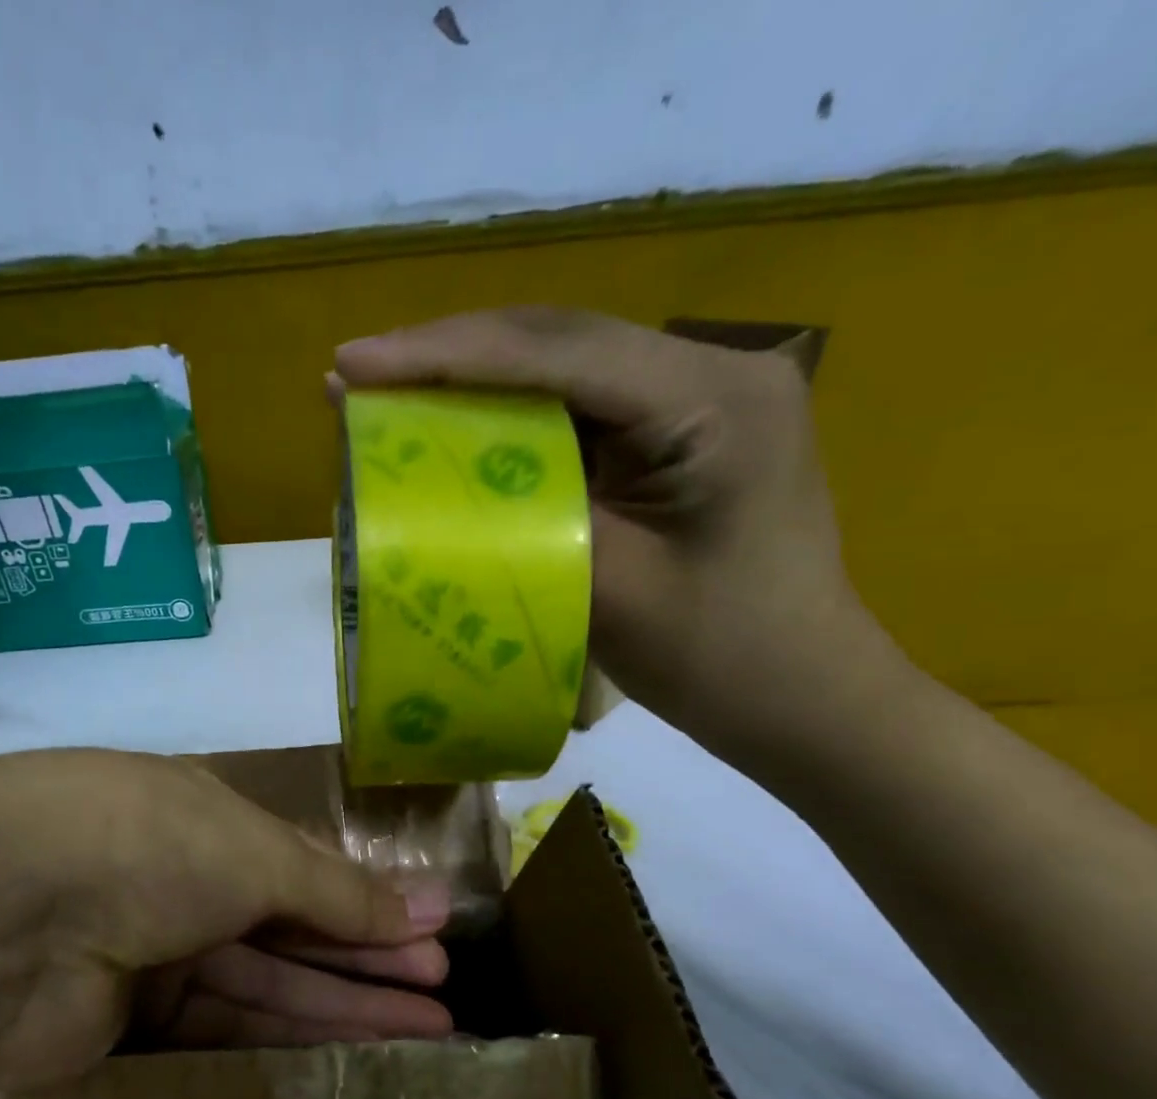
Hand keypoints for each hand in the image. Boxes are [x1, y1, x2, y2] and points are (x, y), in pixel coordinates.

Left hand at [0, 749, 451, 1094]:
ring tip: (429, 1032)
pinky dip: (288, 1041)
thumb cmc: (146, 844)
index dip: (367, 897)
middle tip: (444, 990)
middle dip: (370, 955)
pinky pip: (222, 1032)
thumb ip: (332, 890)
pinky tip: (353, 1056)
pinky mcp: (124, 1028)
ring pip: (266, 983)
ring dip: (346, 1004)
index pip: (300, 864)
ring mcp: (148, 954)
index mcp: (200, 818)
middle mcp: (175, 881)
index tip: (434, 927)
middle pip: (290, 926)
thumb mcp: (253, 850)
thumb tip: (417, 910)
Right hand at [333, 308, 889, 755]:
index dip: (445, 356)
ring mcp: (699, 400)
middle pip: (558, 342)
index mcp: (713, 400)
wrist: (805, 699)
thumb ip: (522, 518)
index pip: (558, 354)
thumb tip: (428, 478)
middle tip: (356, 374)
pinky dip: (509, 419)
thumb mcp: (610, 590)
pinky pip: (580, 411)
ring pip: (564, 369)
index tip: (352, 365)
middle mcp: (713, 373)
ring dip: (473, 380)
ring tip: (386, 392)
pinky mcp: (680, 436)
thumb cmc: (721, 660)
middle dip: (450, 355)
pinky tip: (454, 426)